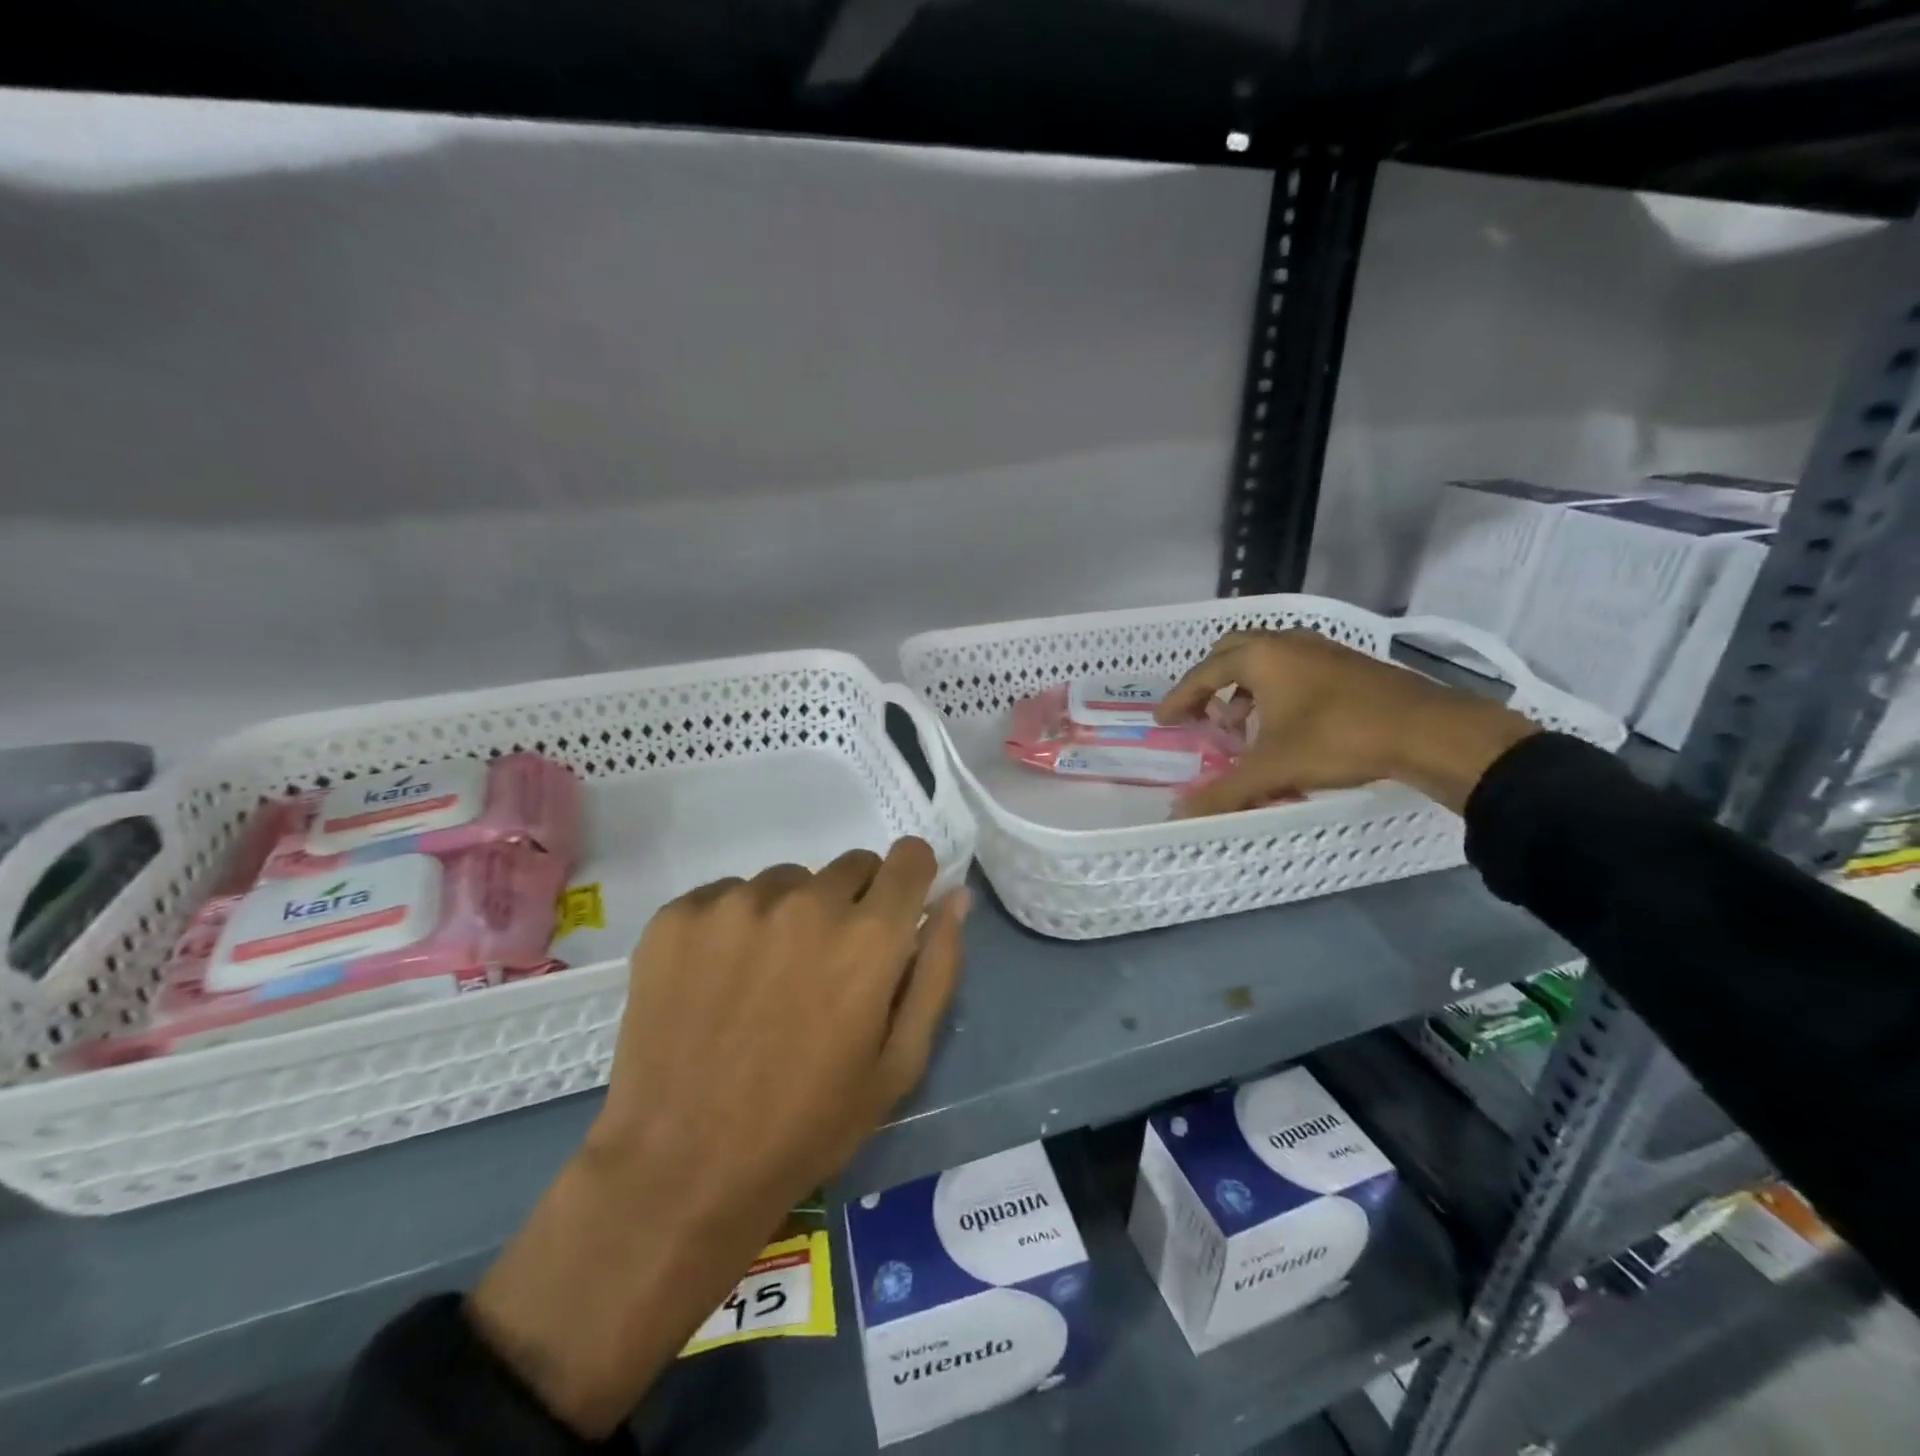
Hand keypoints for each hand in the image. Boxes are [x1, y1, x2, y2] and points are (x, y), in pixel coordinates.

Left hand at [468, 840, 968, 1437]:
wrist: (680, 1168)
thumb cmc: (808, 1124)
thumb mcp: (899, 1063)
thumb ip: (937, 970)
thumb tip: (955, 898)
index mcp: (869, 936)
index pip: (909, 858)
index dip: (910, 879)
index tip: (897, 909)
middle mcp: (806, 902)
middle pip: (850, 866)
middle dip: (853, 903)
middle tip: (827, 966)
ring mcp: (735, 903)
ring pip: (787, 880)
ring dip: (791, 913)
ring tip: (766, 979)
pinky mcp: (678, 916)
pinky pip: (726, 894)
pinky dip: (733, 924)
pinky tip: (718, 980)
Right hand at [1157, 629, 1538, 815]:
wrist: (1429, 731)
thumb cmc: (1338, 738)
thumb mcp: (1273, 769)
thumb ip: (1223, 792)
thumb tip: (1179, 816)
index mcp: (1261, 656)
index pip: (1204, 672)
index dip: (1180, 698)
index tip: (1164, 721)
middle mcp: (1287, 642)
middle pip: (1232, 651)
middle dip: (1210, 682)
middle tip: (1200, 713)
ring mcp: (1321, 649)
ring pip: (1266, 658)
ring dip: (1244, 687)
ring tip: (1241, 723)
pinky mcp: (1347, 663)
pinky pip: (1293, 667)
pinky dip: (1274, 688)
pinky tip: (1284, 722)